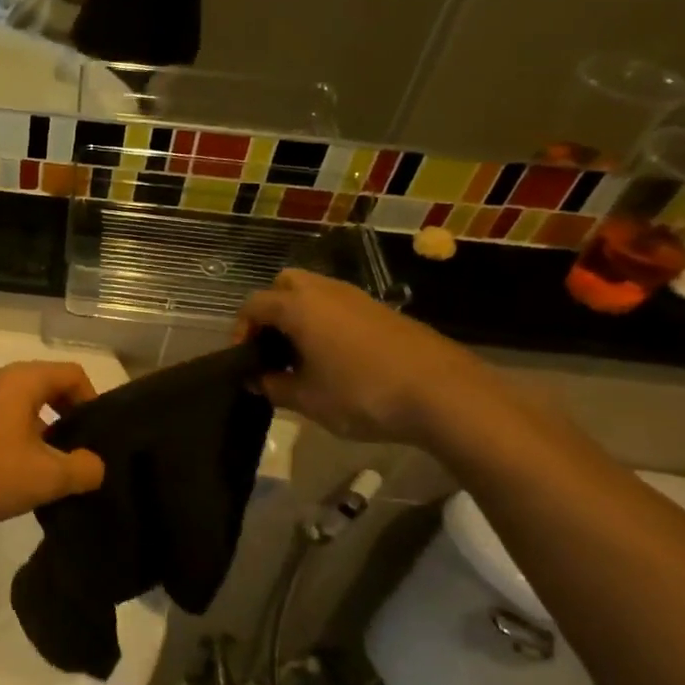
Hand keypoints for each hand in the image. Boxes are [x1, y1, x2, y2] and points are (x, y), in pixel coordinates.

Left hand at [0, 361, 105, 527]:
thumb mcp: (45, 477)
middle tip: (78, 458)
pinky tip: (12, 477)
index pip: (72, 374)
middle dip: (67, 421)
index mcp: (21, 379)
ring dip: (40, 436)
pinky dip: (13, 442)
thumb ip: (83, 469)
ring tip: (47, 474)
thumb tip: (94, 465)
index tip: (96, 439)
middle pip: (46, 389)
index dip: (93, 402)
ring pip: (20, 408)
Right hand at [237, 270, 501, 444]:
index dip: (241, 331)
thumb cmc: (362, 393)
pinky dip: (327, 322)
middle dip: (271, 311)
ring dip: (301, 316)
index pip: (253, 305)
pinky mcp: (384, 311)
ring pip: (315, 293)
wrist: (443, 393)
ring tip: (303, 357)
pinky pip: (340, 306)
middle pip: (285, 285)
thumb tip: (255, 380)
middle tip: (273, 348)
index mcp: (299, 307)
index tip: (245, 361)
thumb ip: (273, 387)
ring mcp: (358, 298)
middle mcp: (326, 292)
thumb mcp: (308, 400)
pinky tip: (337, 360)